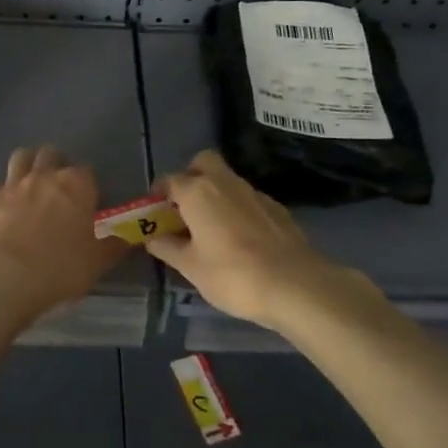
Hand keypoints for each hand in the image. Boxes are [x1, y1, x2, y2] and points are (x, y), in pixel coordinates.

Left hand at [0, 146, 127, 316]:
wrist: (5, 279)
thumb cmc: (60, 268)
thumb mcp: (97, 262)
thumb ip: (113, 245)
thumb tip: (127, 238)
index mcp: (75, 185)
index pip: (86, 170)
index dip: (87, 185)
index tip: (87, 202)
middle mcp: (43, 176)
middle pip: (50, 154)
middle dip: (56, 164)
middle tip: (58, 189)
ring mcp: (11, 185)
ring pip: (20, 157)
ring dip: (27, 166)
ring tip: (30, 186)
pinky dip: (1, 193)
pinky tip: (4, 210)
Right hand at [148, 150, 372, 330]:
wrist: (295, 284)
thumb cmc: (232, 275)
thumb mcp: (191, 267)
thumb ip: (168, 248)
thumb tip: (153, 238)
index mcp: (198, 192)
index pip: (170, 180)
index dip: (159, 195)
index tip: (155, 213)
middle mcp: (225, 182)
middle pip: (203, 162)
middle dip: (191, 176)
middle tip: (185, 207)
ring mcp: (254, 193)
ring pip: (227, 180)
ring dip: (215, 194)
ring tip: (211, 228)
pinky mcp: (277, 208)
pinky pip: (248, 199)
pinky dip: (238, 209)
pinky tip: (241, 238)